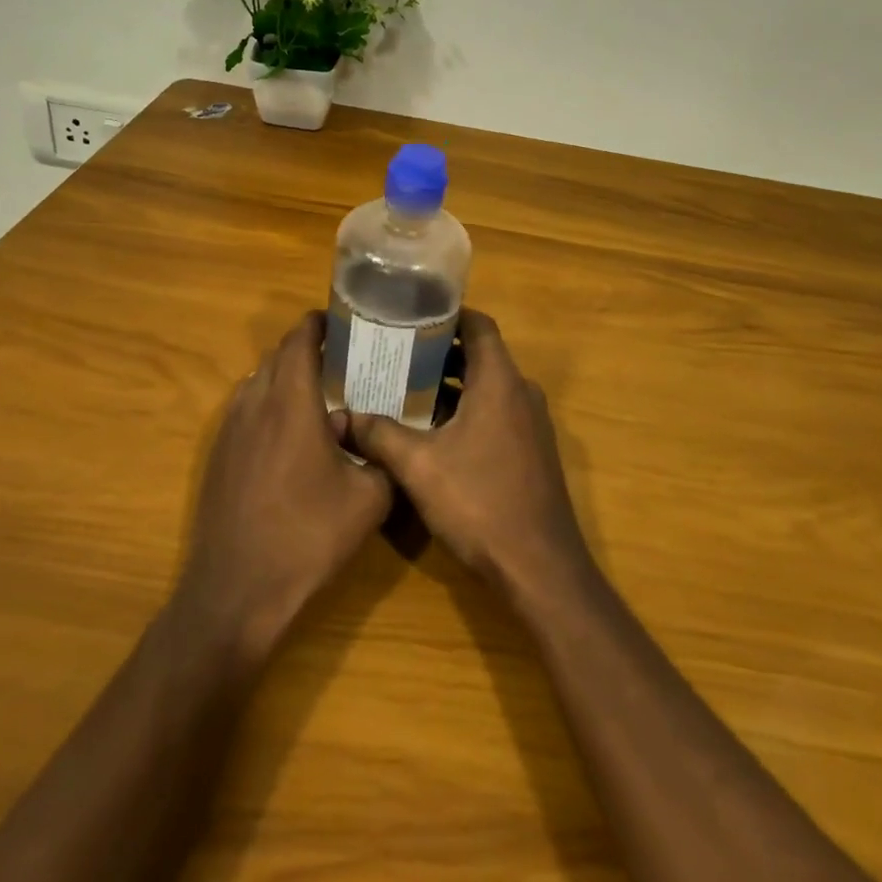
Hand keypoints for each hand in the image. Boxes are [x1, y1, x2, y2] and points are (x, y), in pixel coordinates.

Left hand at [176, 311, 392, 663]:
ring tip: (320, 396)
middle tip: (344, 361)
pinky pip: (245, 410)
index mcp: (290, 402)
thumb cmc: (307, 537)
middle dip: (308, 349)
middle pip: (277, 356)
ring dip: (286, 377)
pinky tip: (291, 437)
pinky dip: (268, 405)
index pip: (299, 339)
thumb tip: (377, 437)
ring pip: (258, 382)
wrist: (237, 591)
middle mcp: (254, 404)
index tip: (345, 324)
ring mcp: (229, 430)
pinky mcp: (217, 456)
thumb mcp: (368, 499)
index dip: (320, 324)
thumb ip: (381, 456)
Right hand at [347, 310, 593, 603]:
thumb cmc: (480, 502)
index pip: (479, 325)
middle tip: (396, 353)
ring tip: (406, 388)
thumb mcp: (418, 466)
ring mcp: (531, 423)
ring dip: (452, 384)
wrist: (539, 566)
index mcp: (500, 381)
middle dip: (440, 352)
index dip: (447, 315)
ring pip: (488, 386)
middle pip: (481, 355)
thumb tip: (343, 416)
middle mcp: (521, 393)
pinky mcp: (532, 450)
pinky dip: (468, 409)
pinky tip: (434, 431)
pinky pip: (497, 412)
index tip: (411, 315)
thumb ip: (379, 435)